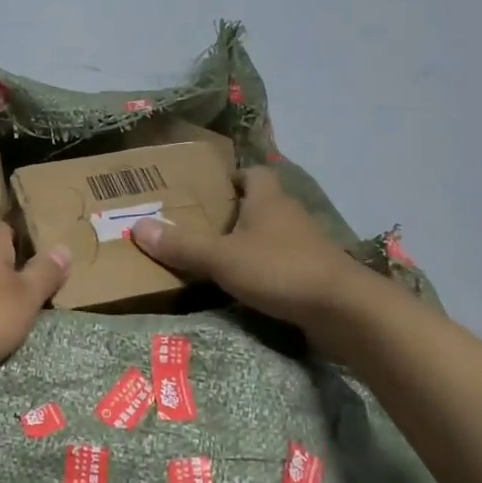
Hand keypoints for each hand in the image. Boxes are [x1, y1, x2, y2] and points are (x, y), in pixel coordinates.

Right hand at [131, 167, 355, 332]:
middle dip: (235, 212)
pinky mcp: (317, 273)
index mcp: (268, 199)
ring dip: (252, 242)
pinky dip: (268, 269)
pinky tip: (249, 286)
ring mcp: (308, 245)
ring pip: (274, 234)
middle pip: (261, 203)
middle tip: (203, 225)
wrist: (344, 310)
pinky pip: (285, 262)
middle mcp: (290, 215)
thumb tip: (137, 226)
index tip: (209, 190)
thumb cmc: (280, 270)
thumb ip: (181, 245)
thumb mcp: (222, 258)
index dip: (232, 177)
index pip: (252, 173)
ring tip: (219, 258)